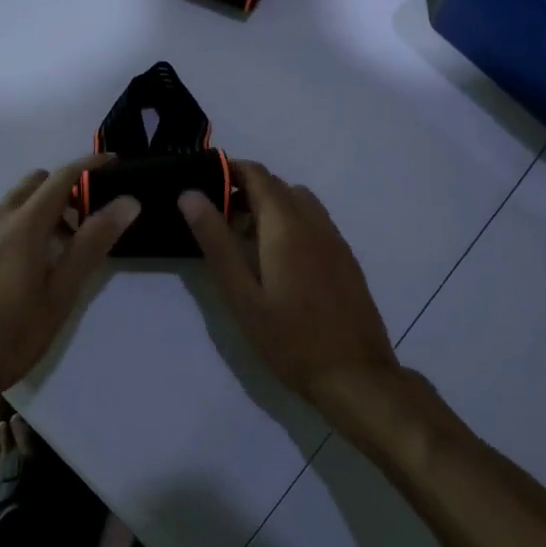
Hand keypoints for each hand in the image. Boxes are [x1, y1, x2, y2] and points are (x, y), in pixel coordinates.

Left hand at [0, 156, 139, 419]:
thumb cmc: (9, 336)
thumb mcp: (60, 295)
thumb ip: (92, 245)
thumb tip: (127, 202)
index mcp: (23, 225)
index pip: (62, 176)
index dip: (91, 165)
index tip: (117, 164)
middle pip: (38, 182)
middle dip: (68, 187)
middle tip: (93, 219)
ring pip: (19, 200)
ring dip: (47, 206)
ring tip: (68, 246)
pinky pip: (4, 218)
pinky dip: (27, 221)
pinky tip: (35, 262)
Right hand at [178, 160, 397, 404]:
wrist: (355, 376)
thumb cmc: (289, 339)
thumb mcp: (241, 295)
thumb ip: (216, 242)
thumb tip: (190, 194)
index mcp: (285, 224)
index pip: (256, 174)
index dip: (229, 170)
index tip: (204, 183)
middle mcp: (314, 221)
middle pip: (277, 185)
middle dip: (246, 190)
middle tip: (217, 219)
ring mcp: (334, 238)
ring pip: (298, 201)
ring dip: (270, 205)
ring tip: (246, 239)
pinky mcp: (345, 257)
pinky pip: (314, 220)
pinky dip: (291, 221)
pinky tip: (278, 259)